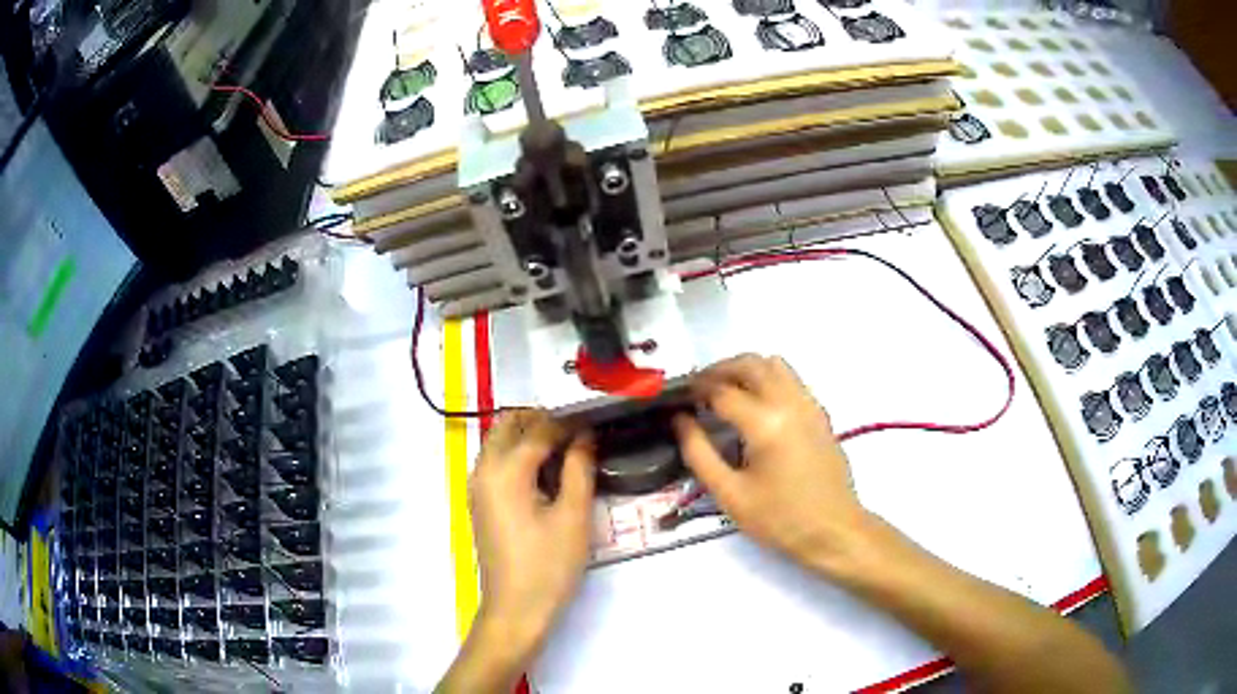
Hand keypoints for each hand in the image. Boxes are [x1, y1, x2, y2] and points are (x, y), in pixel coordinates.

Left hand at [468, 409, 595, 648]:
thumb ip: (579, 469)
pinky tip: (544, 474)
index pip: (538, 430)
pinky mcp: (479, 502)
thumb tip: (584, 437)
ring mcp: (477, 486)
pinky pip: (495, 461)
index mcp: (505, 471)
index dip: (568, 423)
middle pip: (508, 425)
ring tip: (565, 451)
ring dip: (527, 436)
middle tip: (577, 435)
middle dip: (541, 421)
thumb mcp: (573, 516)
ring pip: (498, 441)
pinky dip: (516, 454)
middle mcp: (483, 470)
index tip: (595, 423)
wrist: (516, 608)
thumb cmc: (548, 565)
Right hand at [673, 354, 872, 574]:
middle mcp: (790, 402)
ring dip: (745, 369)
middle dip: (719, 370)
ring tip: (725, 392)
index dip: (696, 390)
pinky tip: (755, 406)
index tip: (677, 398)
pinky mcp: (820, 413)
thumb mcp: (730, 495)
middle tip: (698, 390)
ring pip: (774, 364)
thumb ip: (699, 453)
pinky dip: (767, 378)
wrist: (834, 530)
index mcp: (765, 423)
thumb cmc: (780, 519)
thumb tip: (680, 421)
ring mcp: (809, 404)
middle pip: (750, 364)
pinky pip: (790, 379)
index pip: (722, 390)